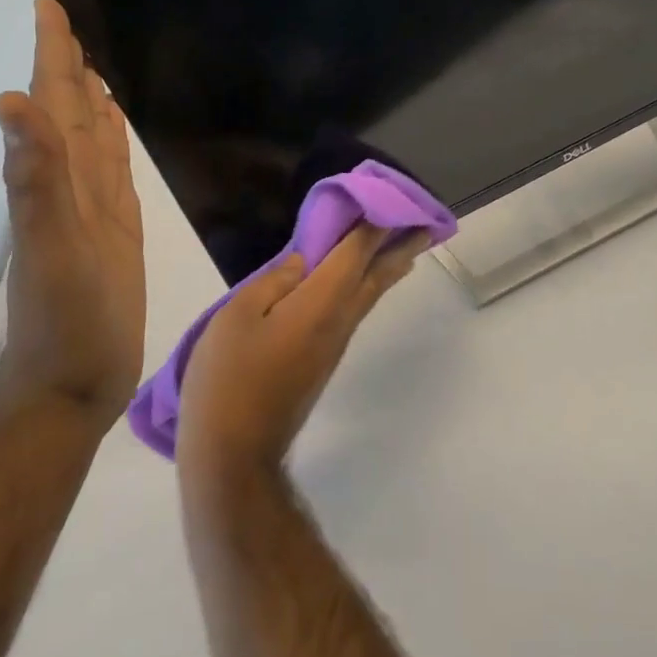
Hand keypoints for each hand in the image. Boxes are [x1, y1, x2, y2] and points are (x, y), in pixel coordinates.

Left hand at [0, 0, 145, 425]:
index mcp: (54, 178)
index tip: (48, 7)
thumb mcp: (50, 248)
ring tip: (95, 57)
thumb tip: (10, 102)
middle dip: (67, 60)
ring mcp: (92, 204)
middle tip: (71, 17)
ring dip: (89, 93)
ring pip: (91, 132)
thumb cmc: (65, 322)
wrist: (73, 385)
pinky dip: (113, 135)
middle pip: (69, 108)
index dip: (51, 53)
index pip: (52, 100)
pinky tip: (116, 120)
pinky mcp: (115, 225)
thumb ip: (34, 178)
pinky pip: (113, 165)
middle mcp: (70, 182)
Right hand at [176, 224, 424, 483]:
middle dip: (401, 248)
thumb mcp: (238, 316)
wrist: (234, 455)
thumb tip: (305, 261)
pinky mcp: (323, 363)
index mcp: (321, 301)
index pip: (356, 252)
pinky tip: (362, 286)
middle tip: (427, 227)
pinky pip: (355, 311)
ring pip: (370, 296)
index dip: (374, 224)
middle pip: (377, 276)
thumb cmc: (230, 378)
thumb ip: (274, 281)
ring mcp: (334, 345)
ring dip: (390, 268)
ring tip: (408, 251)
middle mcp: (338, 320)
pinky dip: (368, 288)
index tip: (393, 201)